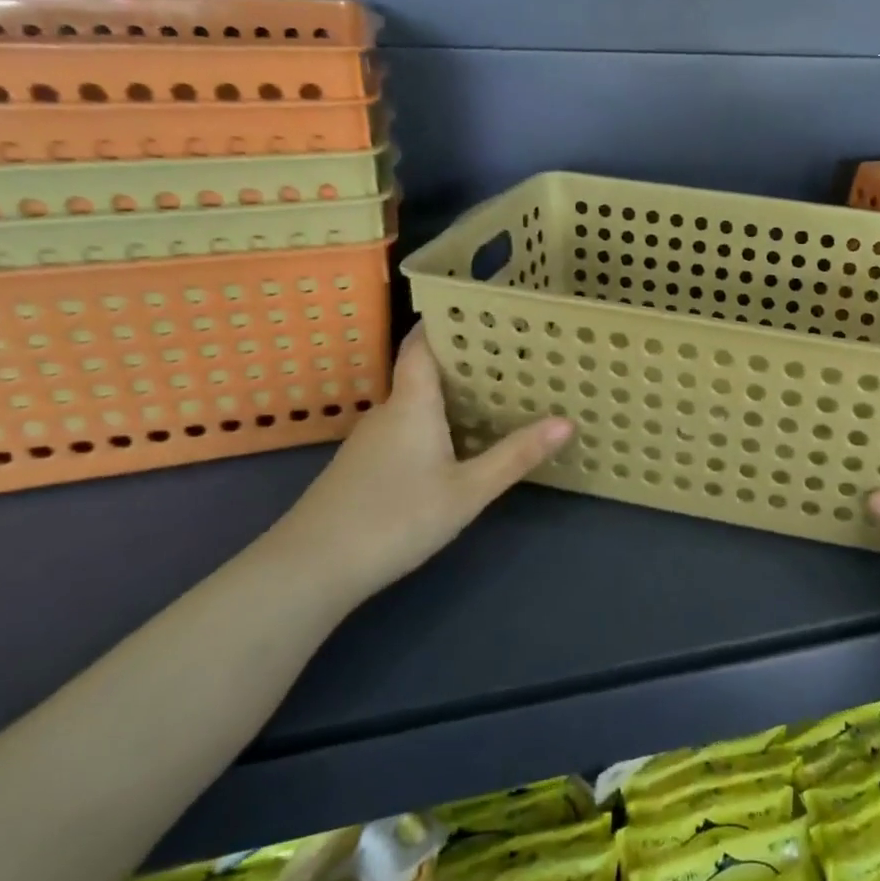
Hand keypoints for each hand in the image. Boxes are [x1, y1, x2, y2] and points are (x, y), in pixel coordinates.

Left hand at [262, 325, 571, 604]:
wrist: (312, 567)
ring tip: (495, 395)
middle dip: (463, 363)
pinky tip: (456, 444)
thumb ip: (515, 456)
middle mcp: (389, 412)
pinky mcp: (363, 467)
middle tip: (511, 358)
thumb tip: (566, 421)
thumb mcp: (467, 491)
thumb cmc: (396, 517)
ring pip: (415, 404)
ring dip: (449, 396)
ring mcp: (370, 440)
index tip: (482, 313)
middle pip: (423, 373)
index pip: (421, 345)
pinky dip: (433, 424)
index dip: (445, 323)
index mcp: (412, 403)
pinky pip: (405, 429)